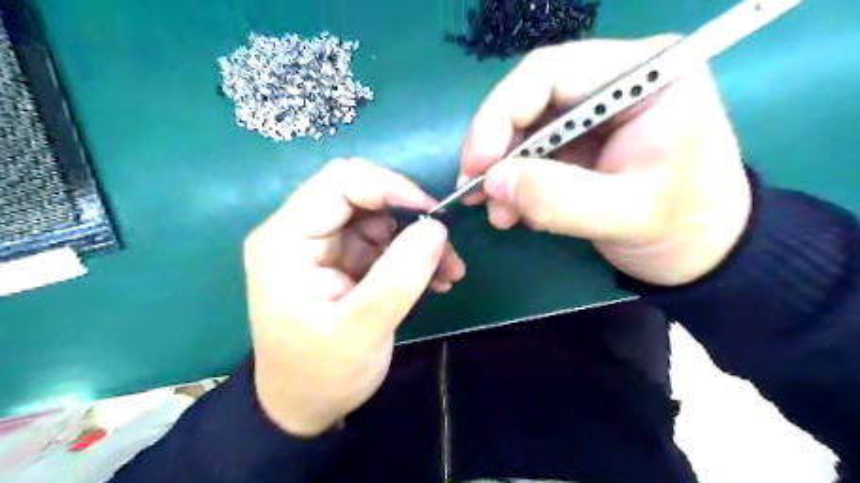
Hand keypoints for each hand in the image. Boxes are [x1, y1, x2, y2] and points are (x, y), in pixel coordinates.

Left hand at [241, 159, 463, 436]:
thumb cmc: (322, 373)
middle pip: (362, 194)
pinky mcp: (342, 260)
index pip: (340, 182)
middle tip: (445, 247)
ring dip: (417, 238)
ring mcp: (322, 245)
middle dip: (409, 215)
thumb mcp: (363, 329)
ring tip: (448, 272)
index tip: (433, 214)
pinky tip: (435, 279)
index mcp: (286, 240)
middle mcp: (299, 232)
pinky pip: (383, 241)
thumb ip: (400, 276)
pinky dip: (411, 255)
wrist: (305, 406)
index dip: (390, 187)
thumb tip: (437, 227)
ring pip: (379, 217)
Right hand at [460, 37, 750, 285]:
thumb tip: (492, 182)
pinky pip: (531, 156)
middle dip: (496, 149)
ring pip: (524, 131)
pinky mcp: (578, 145)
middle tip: (475, 191)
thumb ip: (559, 198)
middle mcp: (613, 84)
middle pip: (529, 100)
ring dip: (502, 173)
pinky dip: (514, 185)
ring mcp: (591, 116)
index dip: (501, 113)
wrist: (701, 253)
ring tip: (498, 214)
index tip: (478, 164)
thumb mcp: (627, 215)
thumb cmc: (684, 227)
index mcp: (644, 77)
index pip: (550, 72)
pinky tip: (513, 212)